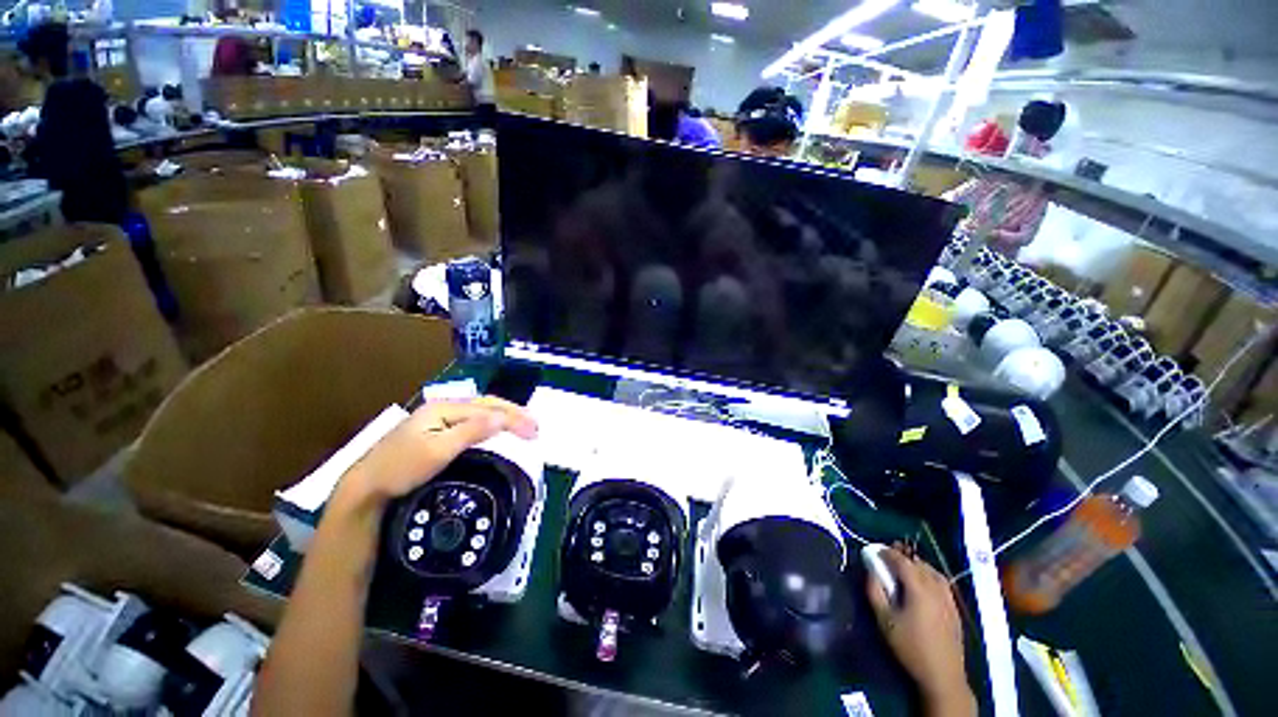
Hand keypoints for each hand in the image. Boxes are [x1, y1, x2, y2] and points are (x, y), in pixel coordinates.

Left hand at [336, 397, 537, 507]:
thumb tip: (504, 417)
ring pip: (480, 411)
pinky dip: (491, 423)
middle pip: (486, 404)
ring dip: (504, 416)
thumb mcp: (438, 450)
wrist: (366, 487)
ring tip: (523, 424)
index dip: (514, 417)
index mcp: (444, 408)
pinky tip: (497, 428)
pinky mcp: (436, 430)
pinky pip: (472, 420)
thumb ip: (472, 430)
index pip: (488, 408)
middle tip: (535, 426)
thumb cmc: (401, 468)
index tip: (534, 431)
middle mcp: (443, 407)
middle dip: (513, 413)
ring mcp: (438, 418)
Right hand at [866, 545, 973, 715]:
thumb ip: (875, 591)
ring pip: (933, 572)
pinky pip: (942, 583)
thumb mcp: (884, 620)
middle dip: (903, 557)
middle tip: (888, 558)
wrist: (942, 674)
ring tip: (905, 569)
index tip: (876, 551)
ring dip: (918, 565)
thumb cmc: (910, 646)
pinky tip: (924, 585)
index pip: (902, 561)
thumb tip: (871, 571)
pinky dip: (930, 576)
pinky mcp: (955, 609)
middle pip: (919, 563)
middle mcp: (936, 589)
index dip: (888, 552)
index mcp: (919, 589)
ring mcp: (949, 599)